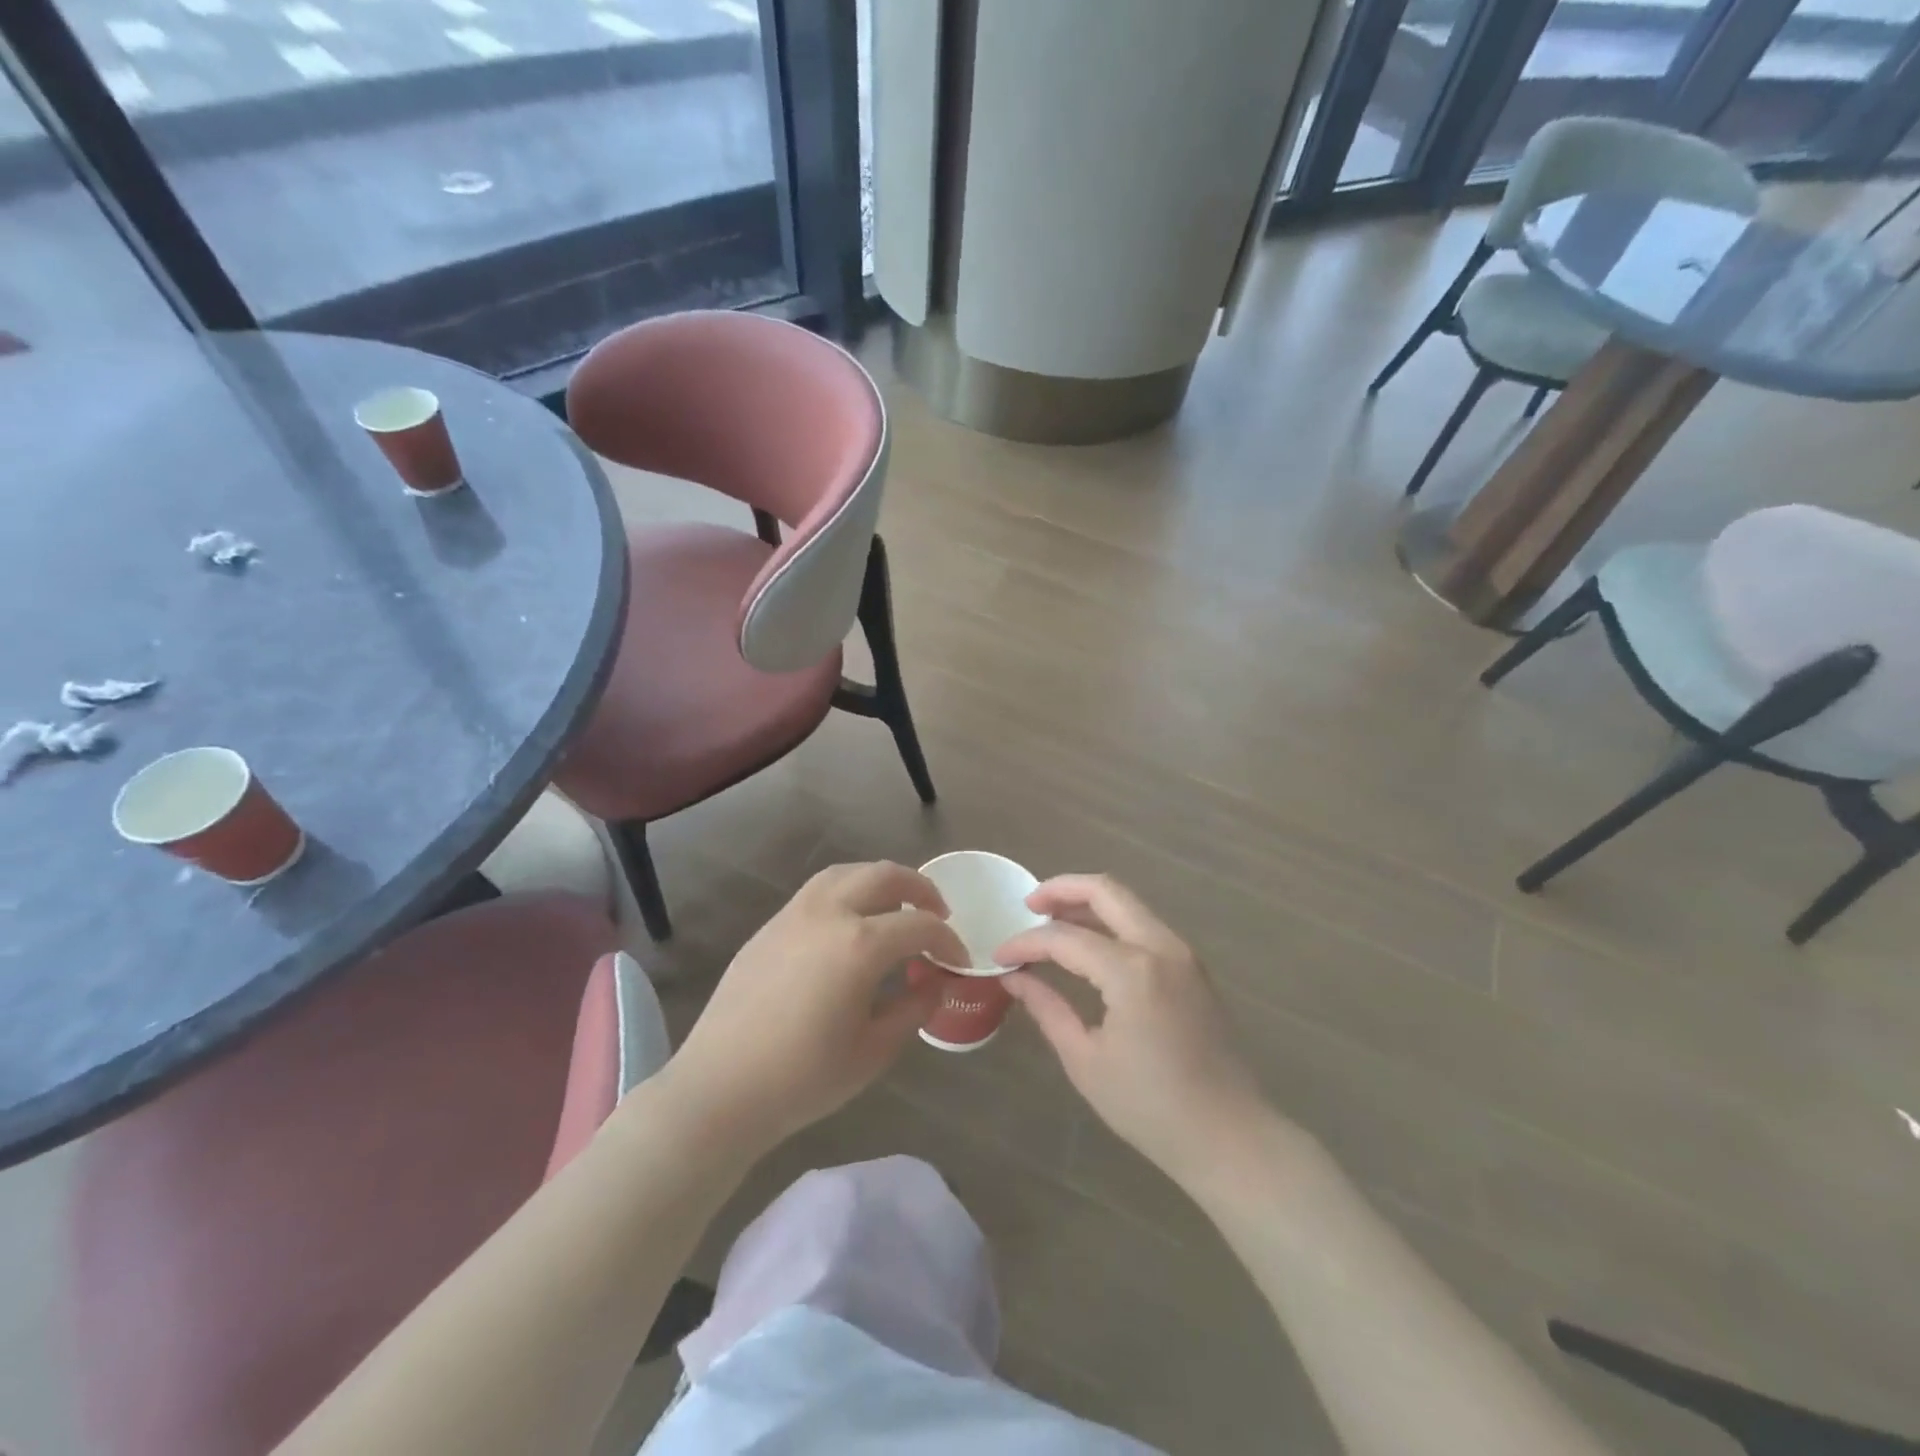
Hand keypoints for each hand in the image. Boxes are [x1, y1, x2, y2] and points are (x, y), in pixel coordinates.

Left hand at [662, 862, 968, 1155]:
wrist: (720, 1088)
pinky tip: (851, 923)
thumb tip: (936, 981)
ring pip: (847, 873)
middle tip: (938, 914)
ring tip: (896, 907)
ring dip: (880, 881)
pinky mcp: (770, 926)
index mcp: (859, 944)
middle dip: (920, 889)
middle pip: (884, 876)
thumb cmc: (804, 1078)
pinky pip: (818, 890)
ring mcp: (794, 914)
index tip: (959, 961)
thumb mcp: (873, 1050)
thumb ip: (914, 1007)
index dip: (947, 941)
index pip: (919, 926)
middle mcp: (828, 913)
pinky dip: (847, 891)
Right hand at [995, 875, 1266, 1189]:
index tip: (999, 954)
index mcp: (1133, 972)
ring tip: (1051, 920)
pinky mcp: (1192, 967)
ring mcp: (1183, 954)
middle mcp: (1161, 947)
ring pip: (1129, 904)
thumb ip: (1047, 1008)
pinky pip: (1145, 926)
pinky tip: (1089, 944)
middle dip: (1062, 889)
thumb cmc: (1150, 1107)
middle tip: (1028, 905)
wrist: (1229, 1137)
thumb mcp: (1086, 1061)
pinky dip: (1112, 923)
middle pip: (1106, 891)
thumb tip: (1015, 977)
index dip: (1026, 942)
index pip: (1065, 938)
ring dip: (1088, 903)